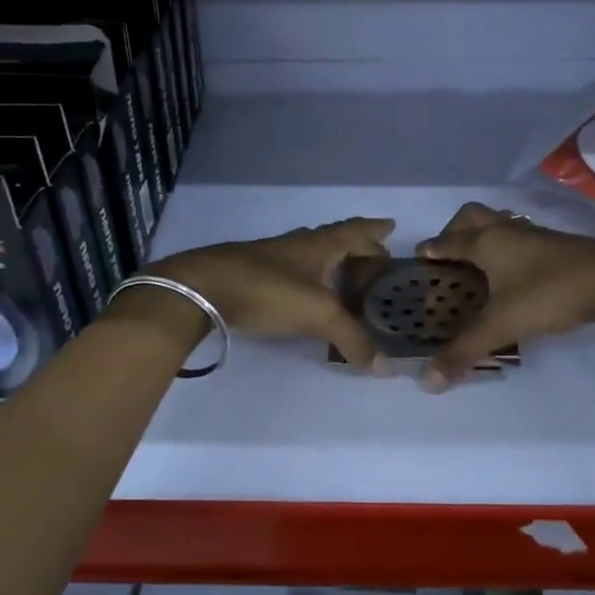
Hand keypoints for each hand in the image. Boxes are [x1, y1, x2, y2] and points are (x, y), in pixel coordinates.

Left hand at [150, 217, 396, 368]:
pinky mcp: (252, 273)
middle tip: (376, 261)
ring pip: (311, 254)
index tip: (391, 227)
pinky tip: (306, 294)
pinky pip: (292, 271)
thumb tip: (385, 368)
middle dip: (357, 248)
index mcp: (320, 244)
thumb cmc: (269, 290)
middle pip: (335, 239)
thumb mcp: (318, 314)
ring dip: (331, 263)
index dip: (375, 229)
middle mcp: (299, 244)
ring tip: (345, 278)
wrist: (203, 287)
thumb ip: (353, 339)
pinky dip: (309, 279)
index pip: (356, 230)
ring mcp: (273, 256)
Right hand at [414, 202, 594, 389]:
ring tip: (478, 264)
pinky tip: (514, 272)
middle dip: (454, 232)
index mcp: (485, 242)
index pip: (446, 241)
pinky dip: (508, 247)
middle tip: (449, 257)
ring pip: (498, 223)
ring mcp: (534, 233)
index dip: (430, 250)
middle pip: (471, 217)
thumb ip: (464, 351)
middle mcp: (505, 229)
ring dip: (483, 236)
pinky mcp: (556, 243)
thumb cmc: (547, 294)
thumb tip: (427, 382)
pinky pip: (520, 236)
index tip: (418, 259)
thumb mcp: (501, 325)